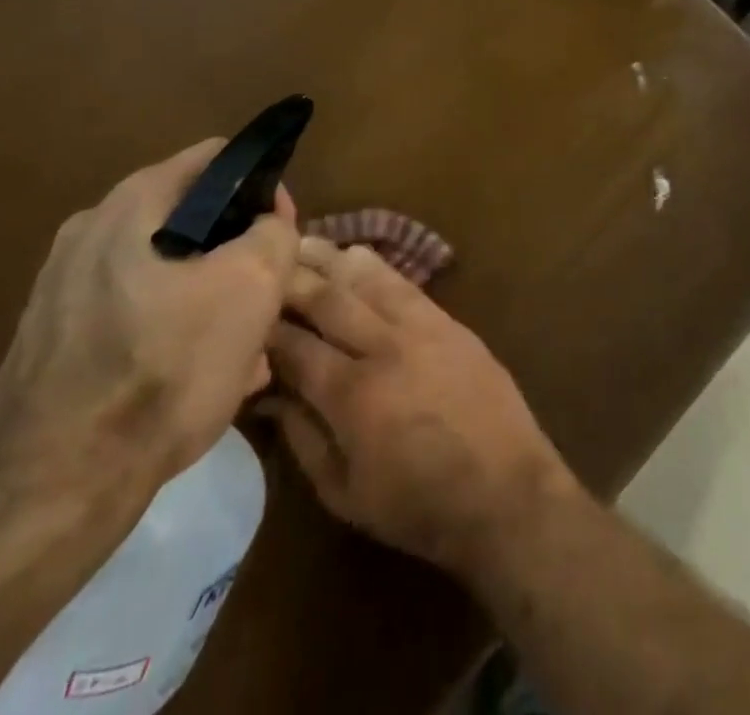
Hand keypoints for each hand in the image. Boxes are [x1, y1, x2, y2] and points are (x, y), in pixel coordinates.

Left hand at [0, 138, 300, 503]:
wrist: (54, 489)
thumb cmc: (165, 367)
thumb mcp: (253, 286)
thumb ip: (274, 233)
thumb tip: (267, 222)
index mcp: (132, 204)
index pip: (217, 159)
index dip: (261, 187)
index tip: (281, 233)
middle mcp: (90, 232)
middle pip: (192, 219)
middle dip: (237, 254)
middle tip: (265, 298)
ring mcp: (63, 287)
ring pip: (166, 272)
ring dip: (210, 298)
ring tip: (241, 352)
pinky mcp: (52, 340)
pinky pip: (133, 314)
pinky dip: (171, 331)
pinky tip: (195, 379)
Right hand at [263, 239, 577, 578]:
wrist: (505, 491)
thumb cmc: (419, 507)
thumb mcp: (345, 494)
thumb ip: (302, 439)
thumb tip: (271, 396)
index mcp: (351, 395)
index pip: (296, 347)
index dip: (266, 329)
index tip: (245, 315)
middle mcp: (382, 348)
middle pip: (328, 300)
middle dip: (292, 279)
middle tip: (265, 262)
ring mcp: (420, 328)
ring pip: (366, 280)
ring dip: (331, 258)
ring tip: (302, 241)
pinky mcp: (448, 321)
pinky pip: (404, 284)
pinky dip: (376, 266)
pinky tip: (357, 253)